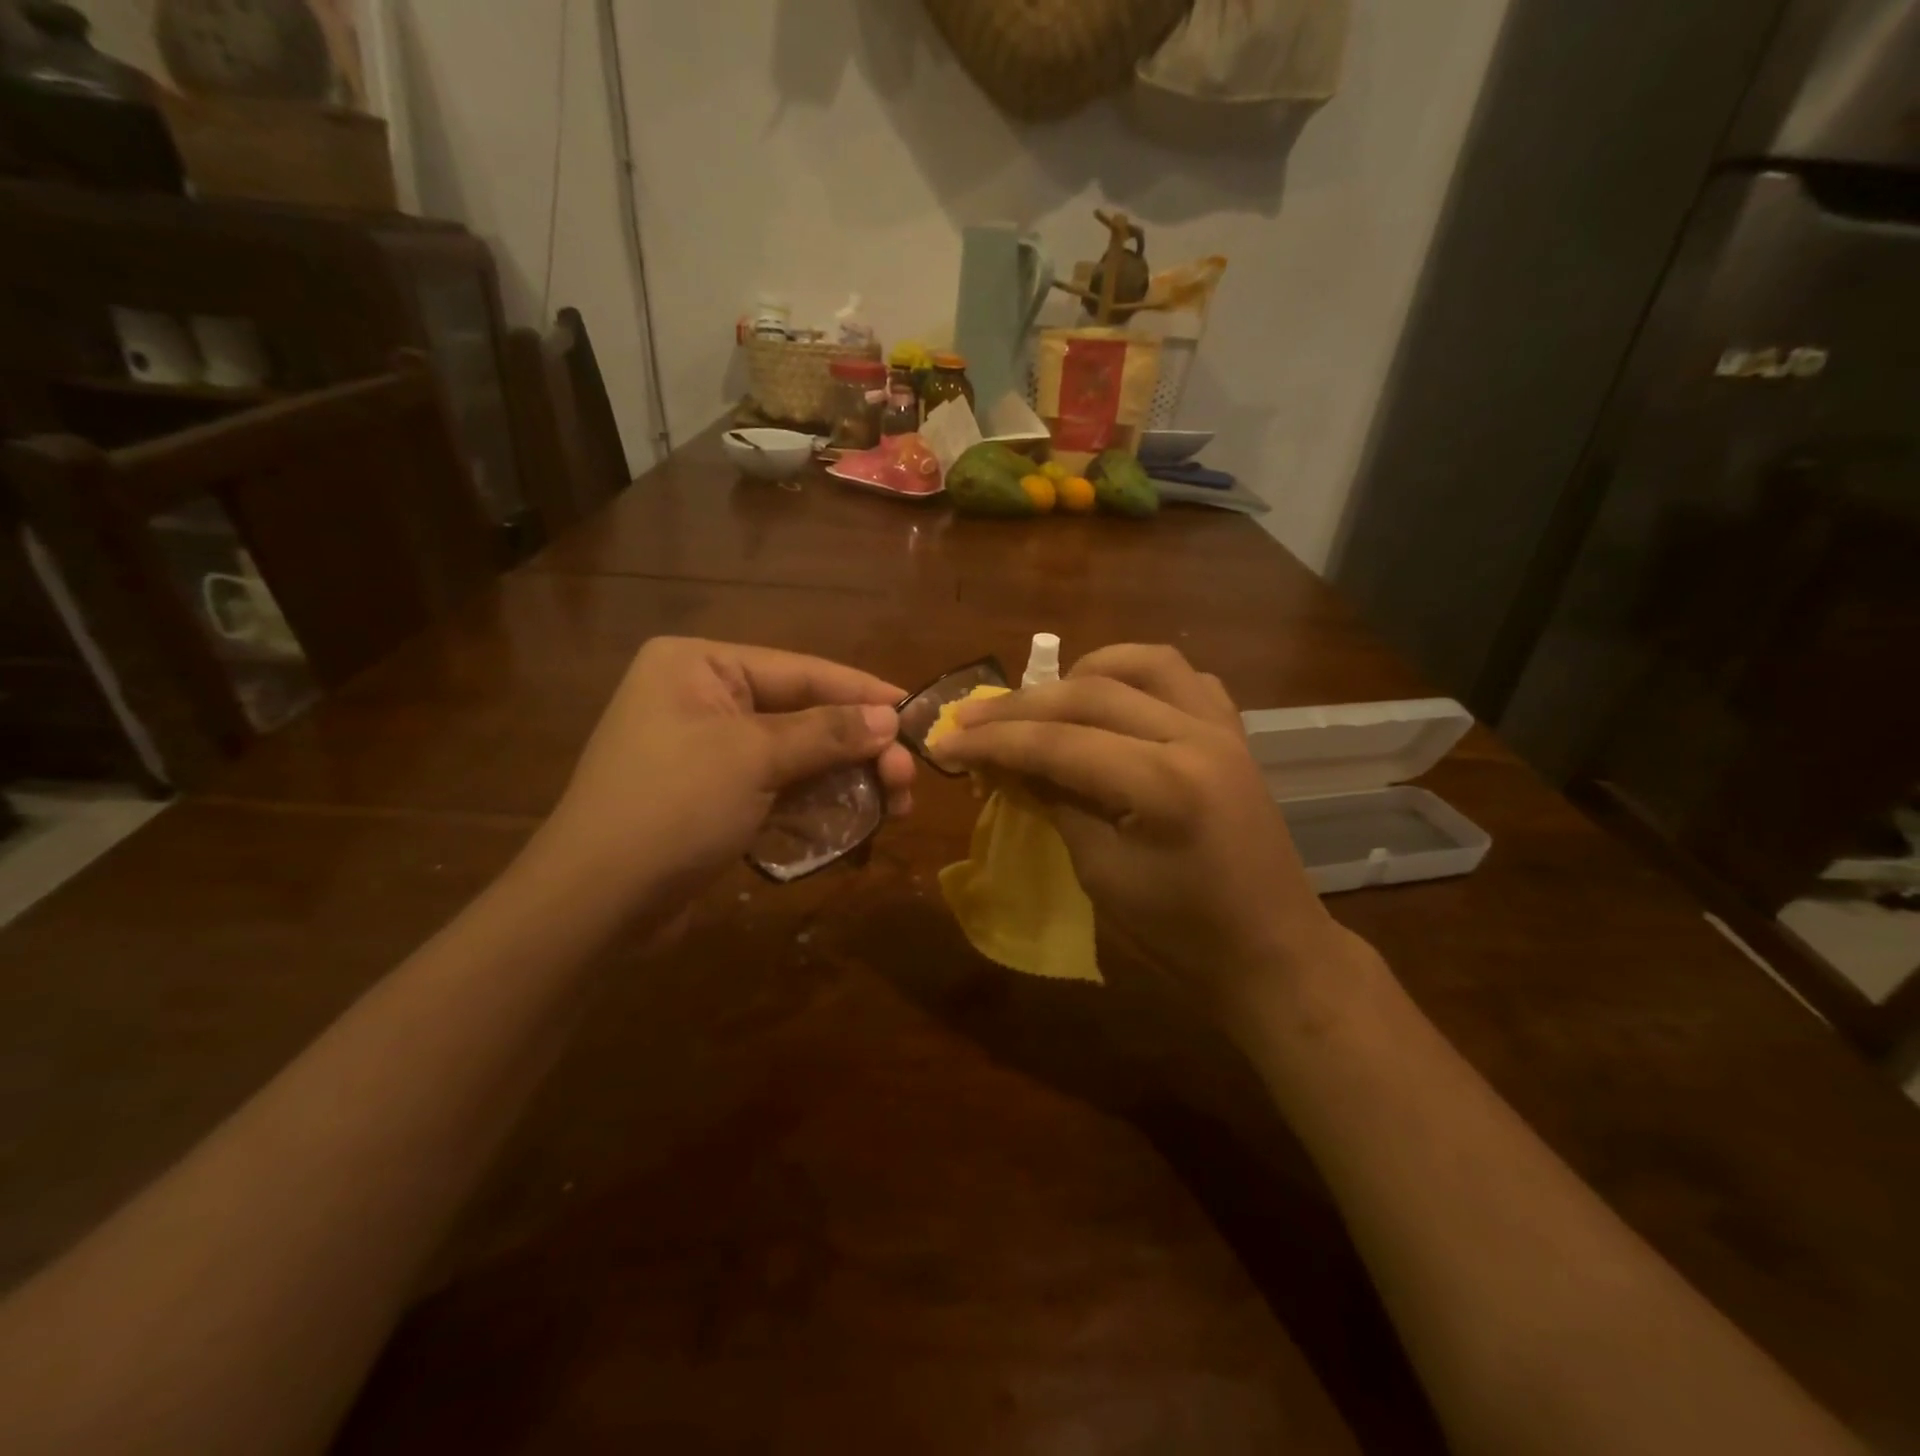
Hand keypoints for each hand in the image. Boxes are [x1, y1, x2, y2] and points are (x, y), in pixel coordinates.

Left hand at [528, 638, 914, 924]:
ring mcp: (710, 752)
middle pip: (805, 715)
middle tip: (906, 780)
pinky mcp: (717, 797)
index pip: (801, 671)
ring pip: (799, 757)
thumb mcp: (753, 758)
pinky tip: (857, 823)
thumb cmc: (671, 807)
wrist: (595, 904)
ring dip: (847, 781)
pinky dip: (818, 804)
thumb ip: (827, 732)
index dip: (862, 692)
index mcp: (701, 667)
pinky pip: (781, 789)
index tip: (915, 711)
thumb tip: (890, 716)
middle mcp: (705, 699)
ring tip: (896, 806)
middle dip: (858, 749)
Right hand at [931, 644, 1354, 1017]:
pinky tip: (1113, 702)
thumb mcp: (1101, 874)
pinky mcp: (1234, 734)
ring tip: (1046, 700)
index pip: (1059, 744)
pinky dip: (1138, 679)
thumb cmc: (1181, 934)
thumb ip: (1054, 804)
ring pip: (1144, 662)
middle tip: (972, 718)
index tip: (946, 742)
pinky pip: (1184, 679)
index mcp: (1164, 785)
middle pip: (1092, 694)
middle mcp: (1196, 737)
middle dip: (1022, 706)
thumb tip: (1006, 763)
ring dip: (1085, 672)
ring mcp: (1222, 729)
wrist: (1271, 951)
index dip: (994, 742)